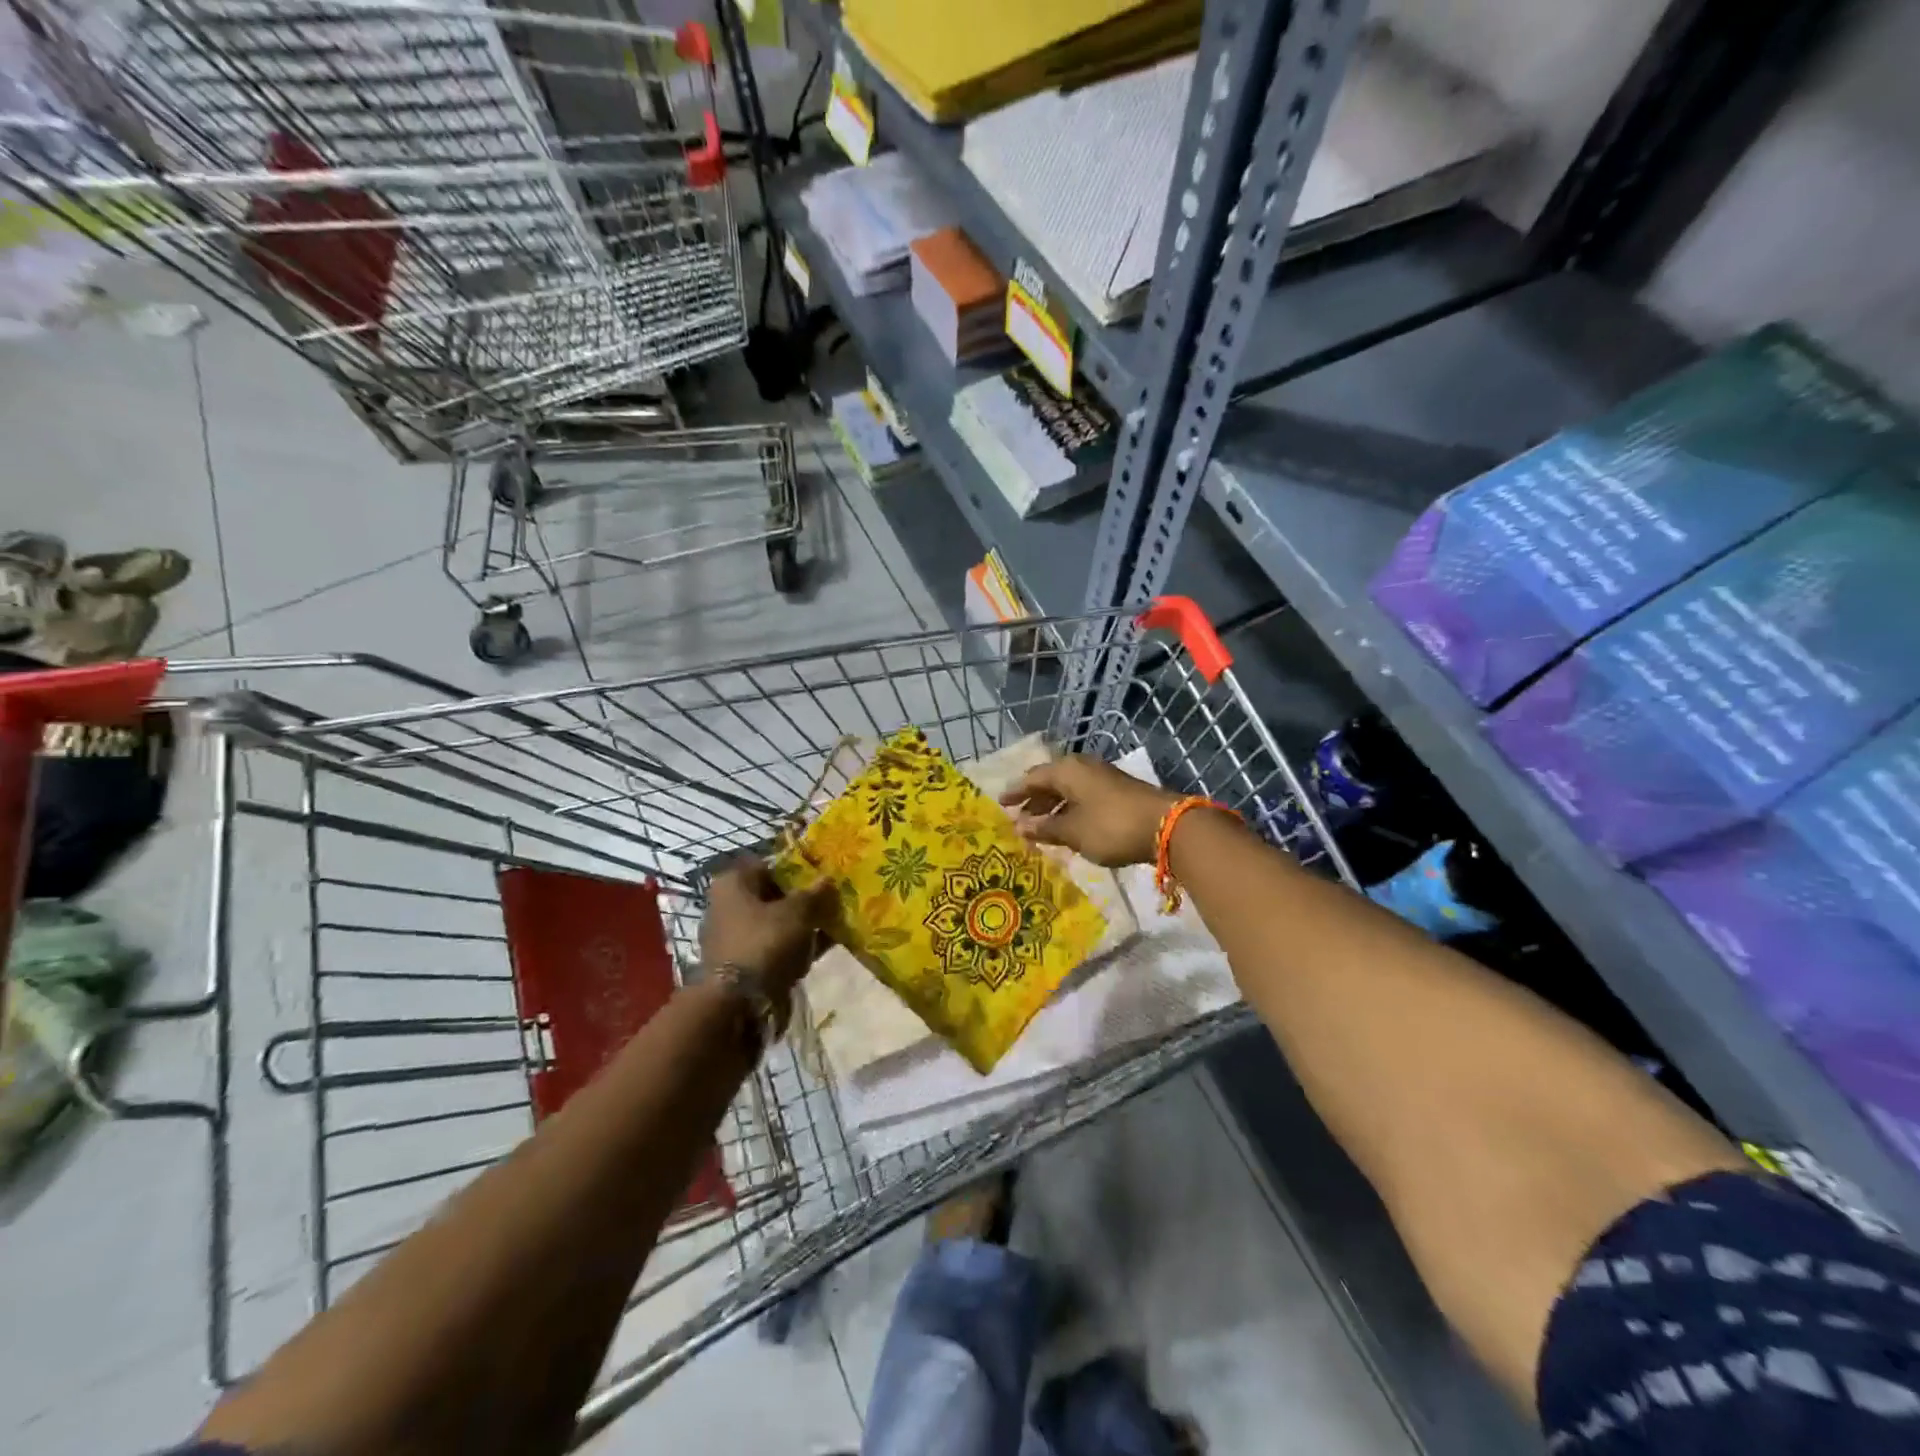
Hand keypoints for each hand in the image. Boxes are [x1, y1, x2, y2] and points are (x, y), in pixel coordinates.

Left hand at [699, 859, 834, 997]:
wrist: (738, 1003)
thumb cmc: (764, 943)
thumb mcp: (797, 913)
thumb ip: (814, 894)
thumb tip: (827, 879)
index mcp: (733, 883)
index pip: (770, 865)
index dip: (798, 868)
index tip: (823, 875)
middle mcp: (728, 905)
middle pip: (774, 895)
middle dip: (803, 899)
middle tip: (832, 900)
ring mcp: (734, 937)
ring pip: (777, 922)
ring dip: (803, 924)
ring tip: (834, 924)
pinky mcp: (744, 963)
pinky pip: (776, 946)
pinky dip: (797, 945)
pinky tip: (824, 946)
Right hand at [999, 755, 1181, 867]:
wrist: (1167, 826)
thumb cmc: (1111, 826)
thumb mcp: (1073, 831)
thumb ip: (1045, 828)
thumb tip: (1020, 826)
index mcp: (1067, 771)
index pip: (1032, 778)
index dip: (1016, 792)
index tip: (1000, 803)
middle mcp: (1083, 768)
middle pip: (1051, 782)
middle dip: (1034, 801)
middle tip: (1019, 819)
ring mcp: (1103, 778)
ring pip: (1068, 791)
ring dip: (1053, 809)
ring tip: (1040, 829)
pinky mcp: (1118, 792)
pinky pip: (1084, 798)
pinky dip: (1071, 811)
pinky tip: (1068, 829)